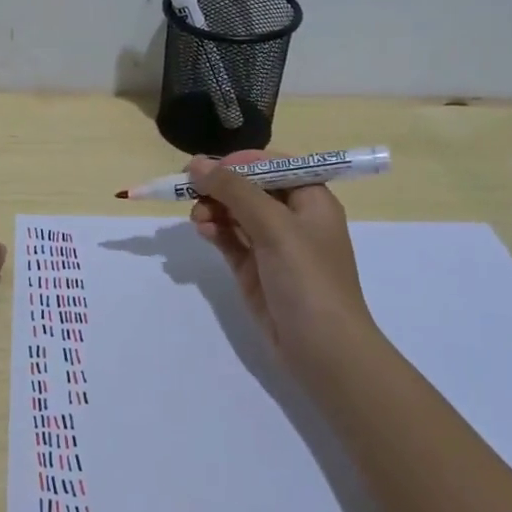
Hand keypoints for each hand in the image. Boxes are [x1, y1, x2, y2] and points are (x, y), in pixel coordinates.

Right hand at [188, 151, 374, 362]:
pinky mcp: (254, 270)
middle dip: (220, 187)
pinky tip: (202, 230)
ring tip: (197, 218)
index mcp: (310, 199)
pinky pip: (230, 240)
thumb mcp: (274, 226)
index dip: (238, 162)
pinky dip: (215, 231)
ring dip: (213, 209)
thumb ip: (234, 191)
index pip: (272, 165)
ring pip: (235, 214)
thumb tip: (196, 165)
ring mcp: (272, 246)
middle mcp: (292, 218)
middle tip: (189, 190)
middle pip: (249, 188)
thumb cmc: (308, 279)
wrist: (323, 349)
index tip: (205, 168)